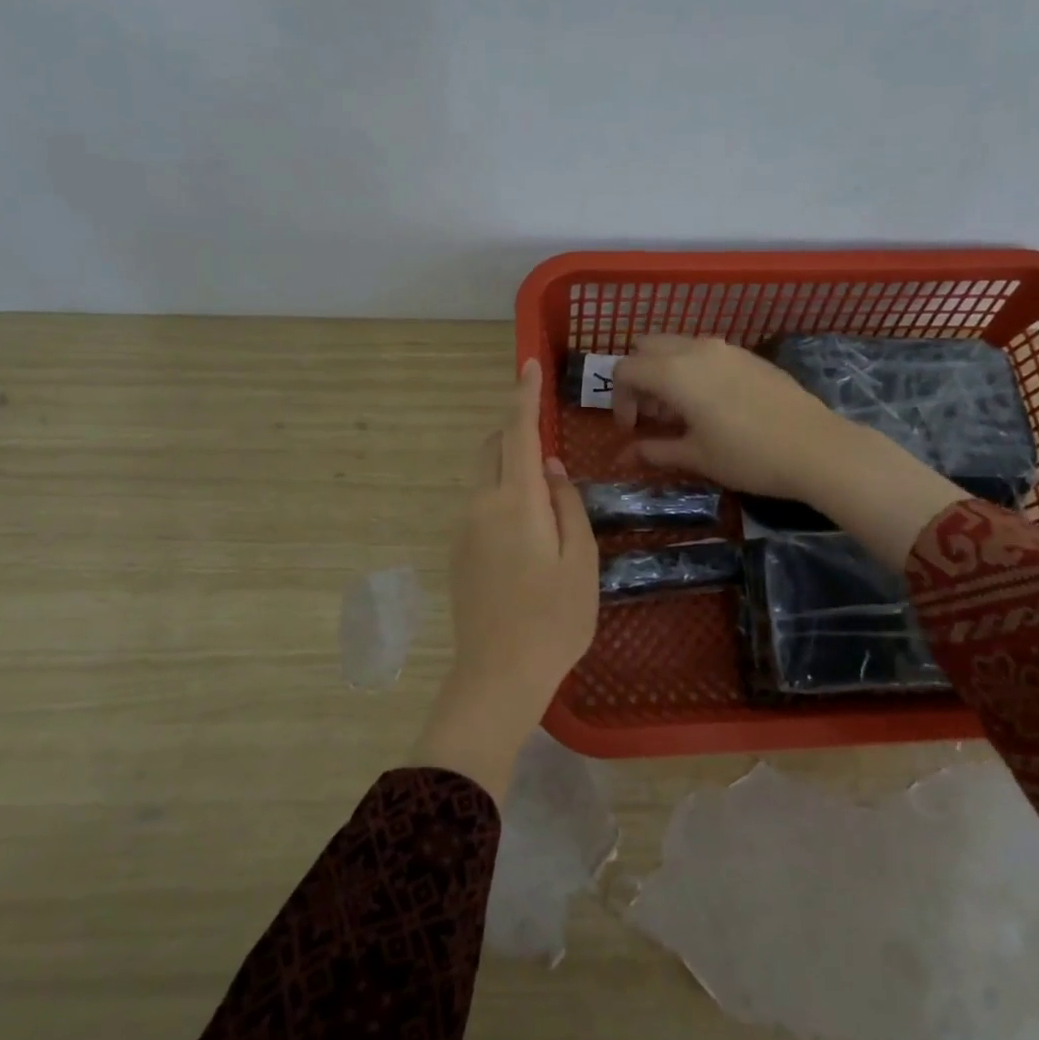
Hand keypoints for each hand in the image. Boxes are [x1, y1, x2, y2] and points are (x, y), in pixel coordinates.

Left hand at [411, 359, 598, 801]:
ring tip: (541, 475)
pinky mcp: (457, 551)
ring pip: (483, 474)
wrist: (498, 675)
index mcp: (516, 502)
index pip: (518, 433)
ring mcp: (464, 528)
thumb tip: (553, 469)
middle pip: (493, 448)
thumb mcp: (580, 561)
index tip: (527, 364)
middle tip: (541, 424)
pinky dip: (500, 489)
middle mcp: (481, 505)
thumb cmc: (554, 620)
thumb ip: (567, 506)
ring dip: (507, 460)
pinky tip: (524, 521)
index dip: (523, 396)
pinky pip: (479, 502)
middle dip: (514, 426)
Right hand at [612, 335, 968, 568]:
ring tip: (680, 412)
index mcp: (675, 372)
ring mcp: (726, 348)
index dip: (619, 399)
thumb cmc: (748, 456)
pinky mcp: (749, 356)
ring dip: (666, 372)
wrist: (816, 448)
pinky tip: (712, 406)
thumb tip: (626, 454)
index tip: (632, 429)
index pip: (625, 369)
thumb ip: (655, 450)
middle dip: (639, 377)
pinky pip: (706, 353)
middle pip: (647, 347)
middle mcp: (696, 349)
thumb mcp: (696, 456)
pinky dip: (693, 371)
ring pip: (678, 346)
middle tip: (652, 415)